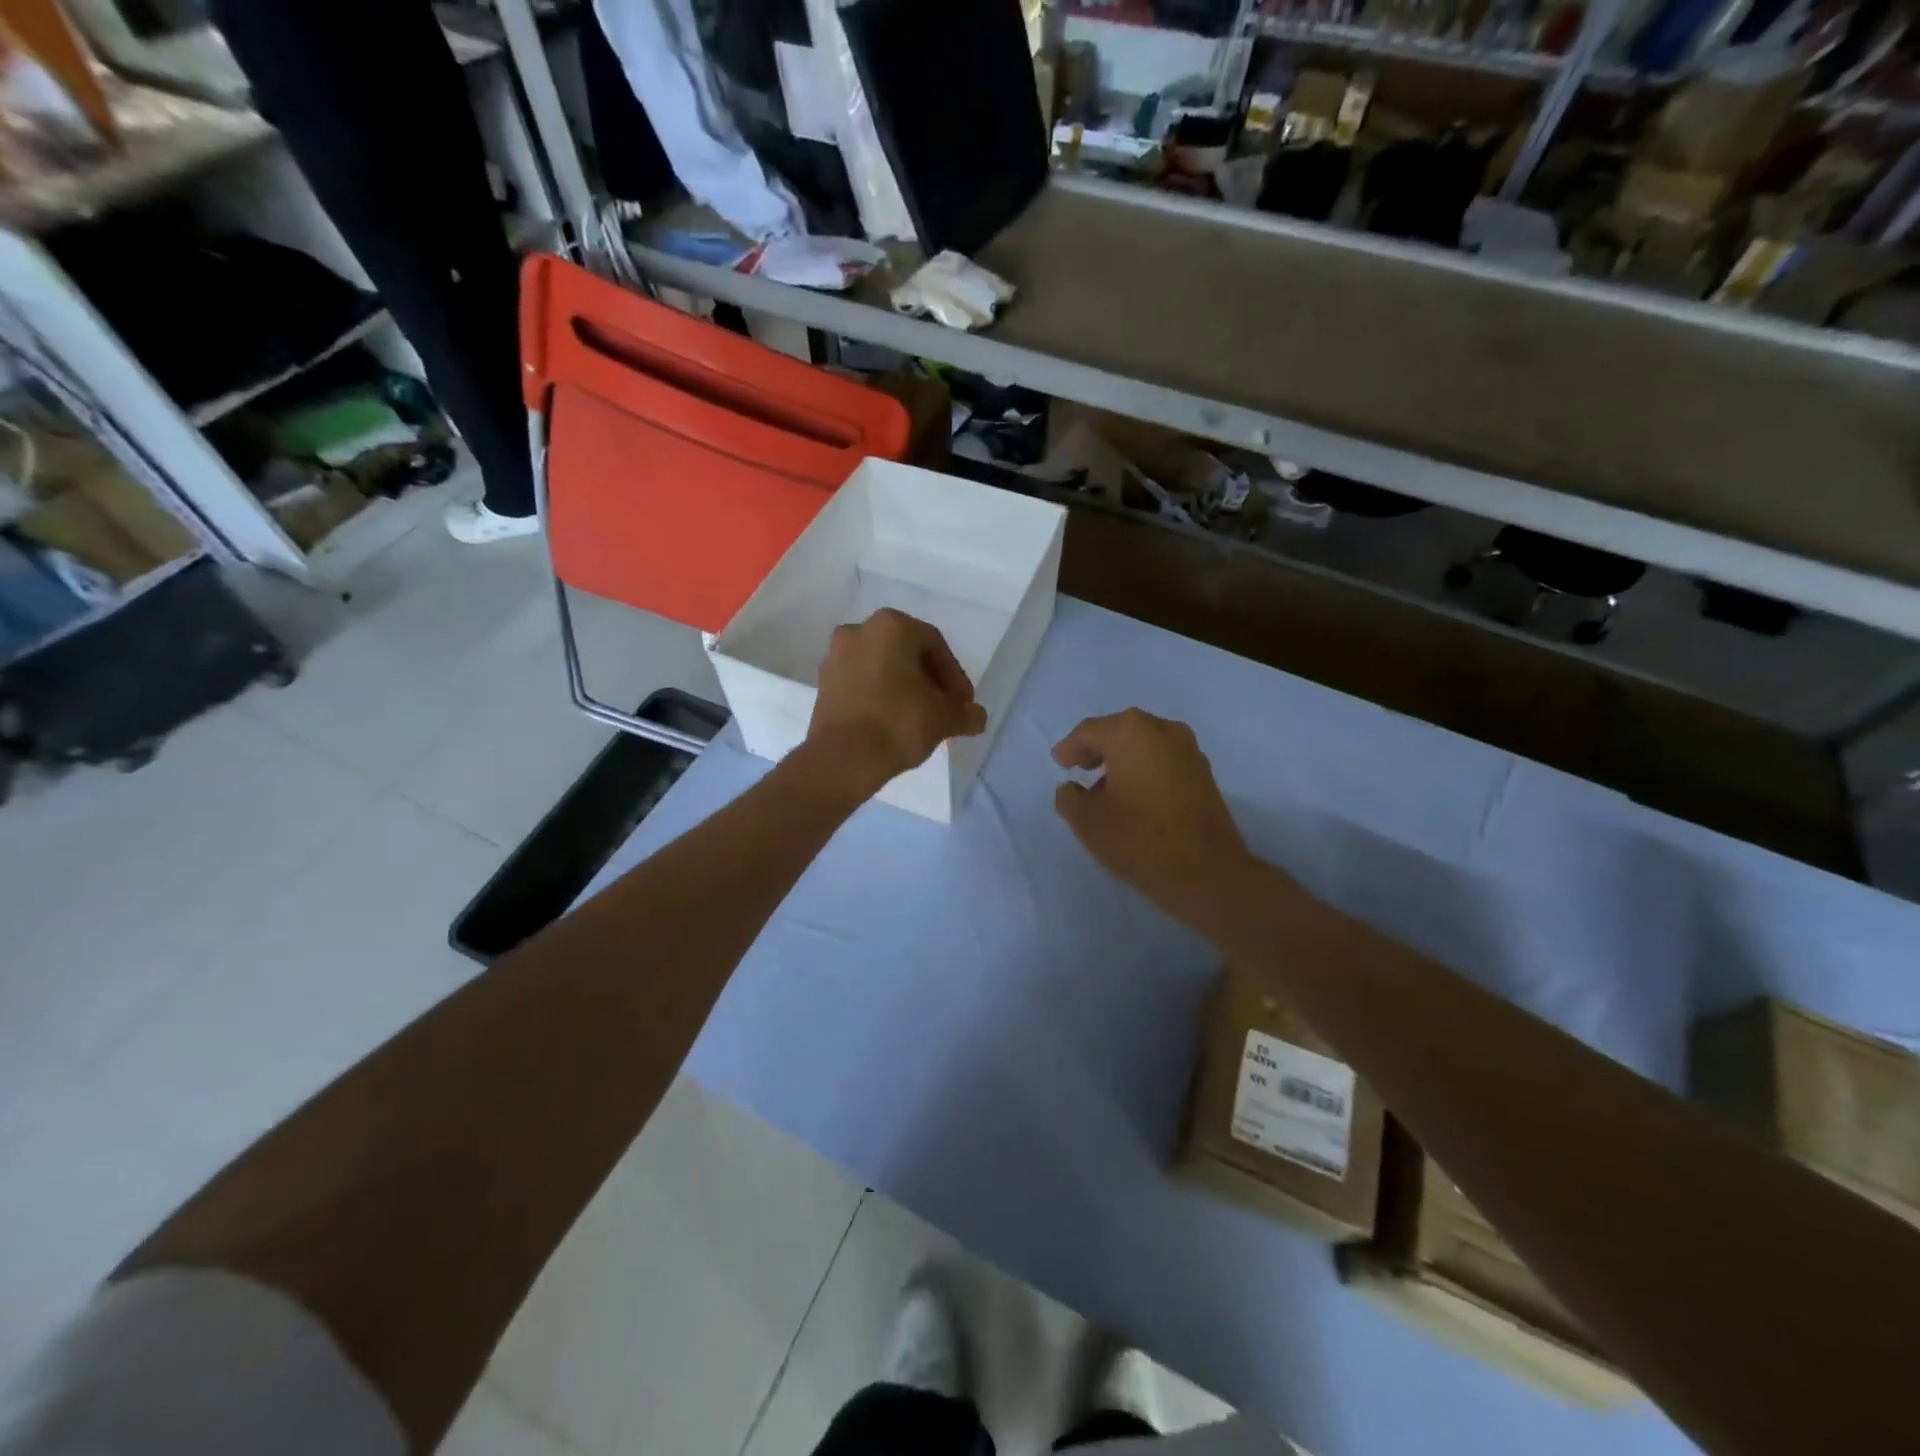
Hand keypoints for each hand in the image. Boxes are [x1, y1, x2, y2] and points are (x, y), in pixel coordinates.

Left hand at [806, 608, 987, 797]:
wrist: (843, 759)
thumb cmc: (899, 724)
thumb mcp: (945, 718)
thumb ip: (966, 713)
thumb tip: (976, 717)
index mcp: (892, 626)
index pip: (935, 646)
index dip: (954, 677)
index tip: (963, 705)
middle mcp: (859, 630)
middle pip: (906, 653)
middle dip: (928, 680)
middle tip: (944, 709)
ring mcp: (836, 656)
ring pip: (882, 667)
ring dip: (903, 688)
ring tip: (919, 718)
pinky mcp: (822, 683)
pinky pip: (861, 683)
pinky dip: (879, 696)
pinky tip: (891, 722)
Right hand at [1053, 709, 1259, 930]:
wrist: (1207, 873)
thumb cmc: (1139, 839)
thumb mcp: (1087, 821)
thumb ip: (1069, 797)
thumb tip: (1072, 788)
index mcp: (1131, 733)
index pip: (1090, 731)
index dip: (1070, 748)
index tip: (1060, 764)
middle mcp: (1163, 730)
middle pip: (1120, 731)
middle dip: (1097, 749)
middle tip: (1079, 768)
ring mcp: (1188, 750)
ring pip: (1144, 745)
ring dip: (1122, 760)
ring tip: (1104, 788)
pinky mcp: (1204, 773)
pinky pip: (1163, 760)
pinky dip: (1144, 769)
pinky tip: (1134, 796)